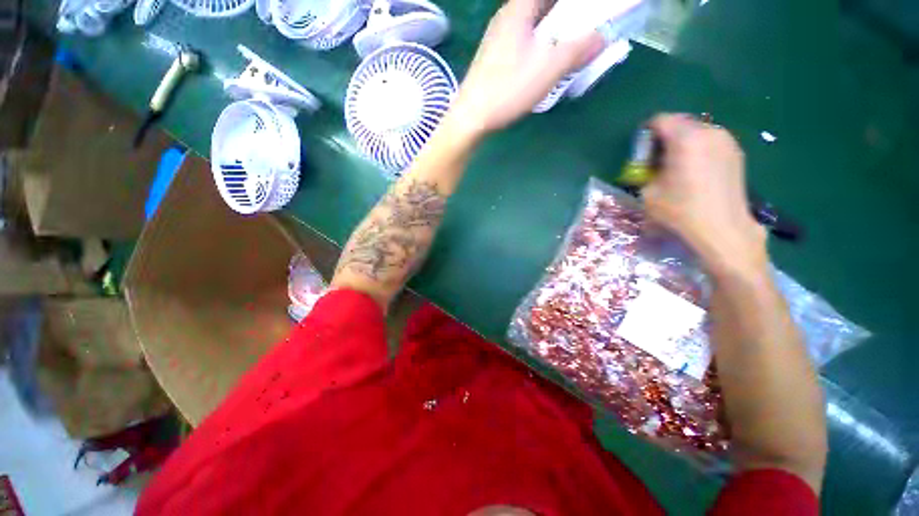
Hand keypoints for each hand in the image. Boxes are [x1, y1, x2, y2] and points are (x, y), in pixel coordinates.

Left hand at [447, 0, 603, 136]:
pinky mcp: (494, 58)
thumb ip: (578, 50)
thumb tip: (603, 37)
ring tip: (568, 44)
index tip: (586, 9)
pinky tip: (543, 61)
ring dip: (552, 29)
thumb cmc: (508, 89)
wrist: (471, 117)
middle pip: (541, 4)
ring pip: (531, 23)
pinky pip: (522, 40)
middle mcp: (506, 17)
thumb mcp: (548, 69)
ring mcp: (497, 38)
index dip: (571, 2)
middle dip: (564, 13)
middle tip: (582, 27)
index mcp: (519, 9)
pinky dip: (538, 43)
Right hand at [643, 114, 767, 276]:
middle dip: (664, 135)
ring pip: (697, 130)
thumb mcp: (649, 192)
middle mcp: (709, 132)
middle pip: (680, 122)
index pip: (661, 120)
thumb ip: (647, 171)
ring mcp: (726, 141)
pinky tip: (693, 170)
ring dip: (681, 142)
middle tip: (655, 157)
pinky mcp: (736, 153)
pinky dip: (697, 148)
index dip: (646, 132)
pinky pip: (710, 141)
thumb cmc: (680, 210)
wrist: (722, 228)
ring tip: (674, 164)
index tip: (640, 149)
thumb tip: (652, 166)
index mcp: (685, 139)